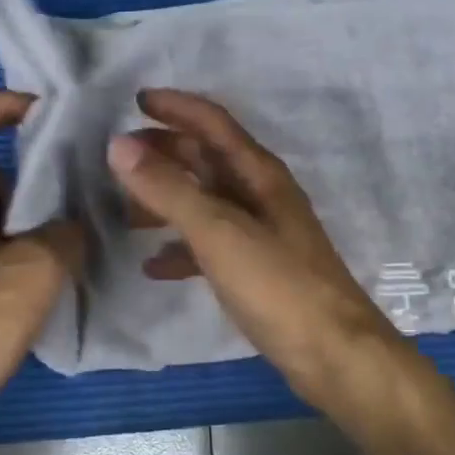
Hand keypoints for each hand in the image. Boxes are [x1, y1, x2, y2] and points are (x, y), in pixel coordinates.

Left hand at [0, 91, 82, 449]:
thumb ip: (66, 230)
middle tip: (70, 188)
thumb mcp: (33, 271)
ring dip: (18, 214)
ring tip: (59, 237)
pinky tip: (34, 274)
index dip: (4, 104)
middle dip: (24, 173)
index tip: (50, 113)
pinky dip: (4, 242)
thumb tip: (74, 223)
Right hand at [106, 88, 397, 403]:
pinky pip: (210, 246)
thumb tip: (119, 144)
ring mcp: (260, 232)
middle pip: (207, 160)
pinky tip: (153, 266)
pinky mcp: (257, 270)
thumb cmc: (278, 284)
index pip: (213, 122)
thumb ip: (168, 189)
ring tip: (124, 211)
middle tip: (119, 156)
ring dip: (167, 200)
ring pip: (205, 202)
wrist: (335, 355)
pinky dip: (181, 248)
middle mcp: (260, 194)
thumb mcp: (218, 232)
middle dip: (164, 152)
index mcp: (258, 173)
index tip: (136, 99)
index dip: (176, 106)